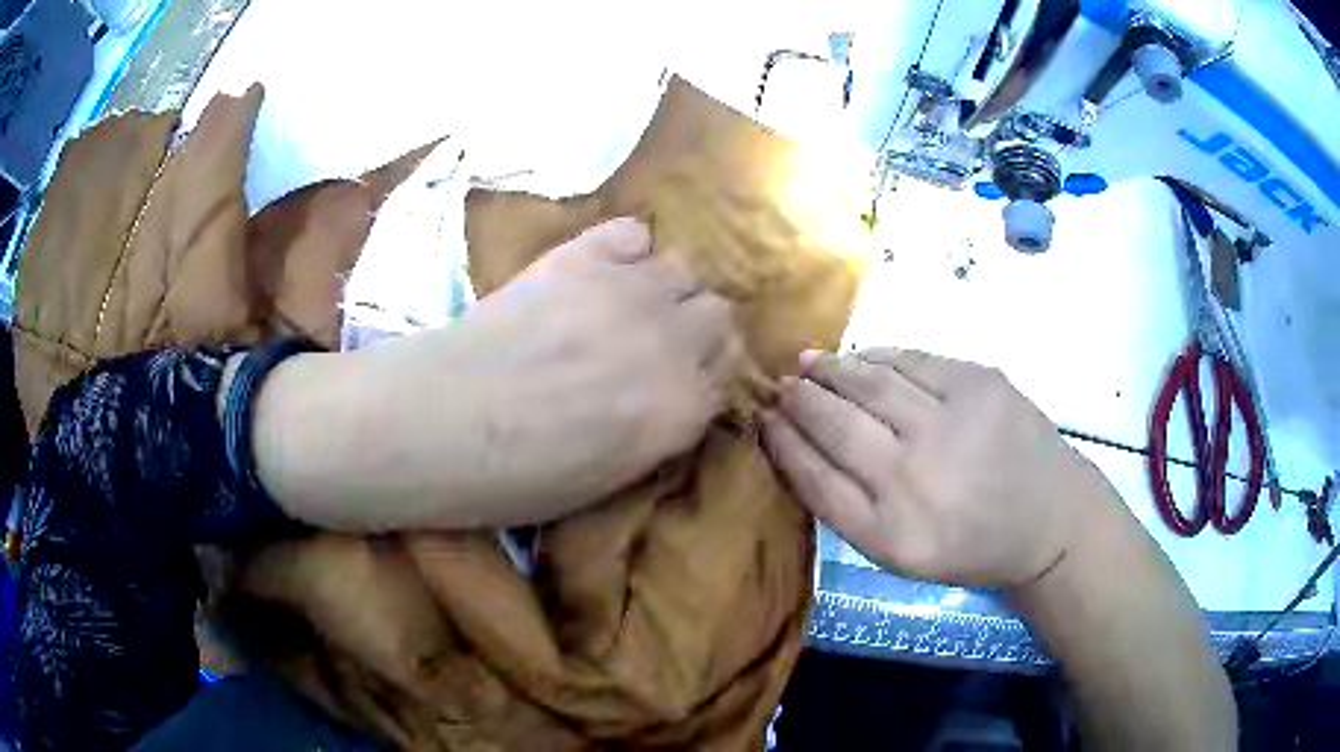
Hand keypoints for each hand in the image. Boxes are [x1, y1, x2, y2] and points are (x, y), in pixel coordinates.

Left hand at [254, 217, 744, 530]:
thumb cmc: (513, 479)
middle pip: (719, 314)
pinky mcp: (580, 257)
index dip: (705, 377)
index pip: (730, 376)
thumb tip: (679, 396)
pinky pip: (634, 233)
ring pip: (684, 270)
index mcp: (681, 413)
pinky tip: (602, 273)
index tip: (681, 380)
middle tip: (657, 343)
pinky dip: (627, 251)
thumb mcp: (608, 481)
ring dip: (664, 290)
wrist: (435, 423)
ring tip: (627, 305)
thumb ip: (661, 431)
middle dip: (696, 329)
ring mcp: (626, 292)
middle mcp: (671, 345)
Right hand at [761, 349, 1114, 589]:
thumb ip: (849, 508)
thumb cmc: (971, 546)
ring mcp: (948, 424)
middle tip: (780, 387)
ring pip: (867, 382)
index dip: (782, 444)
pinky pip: (909, 359)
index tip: (763, 421)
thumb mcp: (900, 554)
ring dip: (829, 370)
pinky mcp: (978, 384)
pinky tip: (858, 358)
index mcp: (889, 534)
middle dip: (798, 400)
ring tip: (808, 363)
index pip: (814, 478)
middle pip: (833, 424)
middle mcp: (912, 479)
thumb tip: (800, 443)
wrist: (1050, 522)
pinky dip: (875, 356)